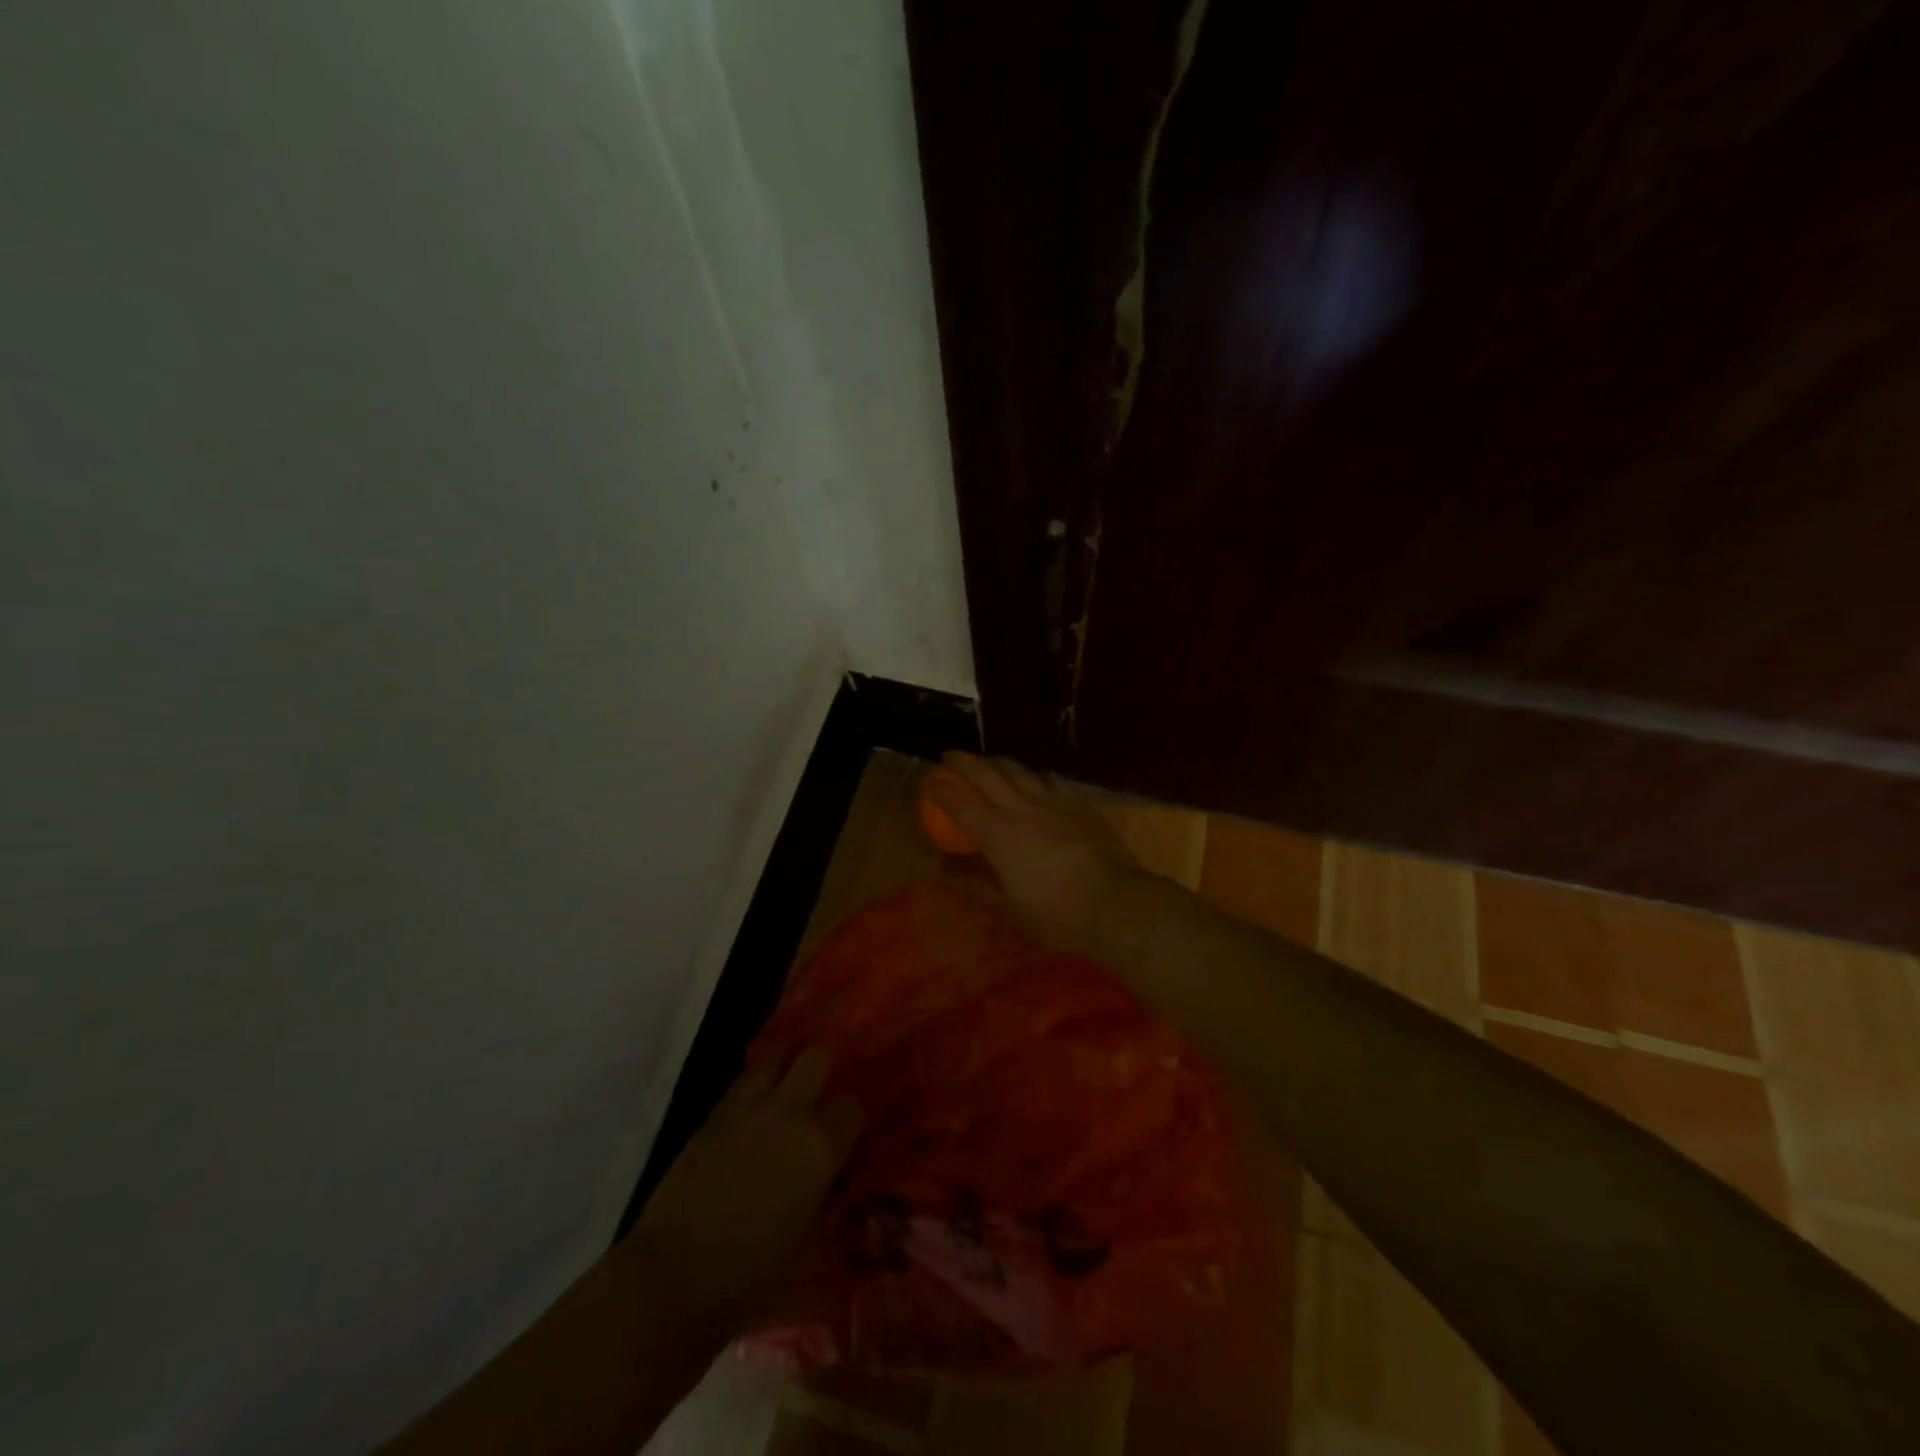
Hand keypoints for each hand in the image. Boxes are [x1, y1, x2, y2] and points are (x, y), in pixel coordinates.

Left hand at [634, 1048, 861, 1337]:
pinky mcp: (712, 1115)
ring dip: (786, 1063)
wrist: (673, 1276)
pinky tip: (754, 1104)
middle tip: (822, 1087)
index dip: (851, 1117)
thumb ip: (829, 1205)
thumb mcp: (809, 1247)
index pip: (852, 1105)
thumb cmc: (751, 1276)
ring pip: (776, 1056)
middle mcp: (789, 1113)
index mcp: (820, 1146)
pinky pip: (742, 1080)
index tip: (846, 1133)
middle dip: (824, 1066)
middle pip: (816, 1057)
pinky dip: (754, 1084)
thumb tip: (836, 1185)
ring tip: (788, 1081)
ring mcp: (747, 1108)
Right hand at [927, 751, 1147, 956]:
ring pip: (1019, 771)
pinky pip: (1052, 781)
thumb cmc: (1057, 914)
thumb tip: (957, 877)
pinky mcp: (1079, 804)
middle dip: (964, 762)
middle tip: (950, 756)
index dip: (941, 789)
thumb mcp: (1011, 910)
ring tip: (990, 762)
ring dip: (999, 763)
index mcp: (996, 835)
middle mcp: (1019, 809)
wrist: (1116, 901)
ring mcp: (1052, 802)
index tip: (930, 781)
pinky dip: (1037, 777)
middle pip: (985, 774)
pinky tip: (1038, 778)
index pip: (959, 803)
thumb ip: (982, 890)